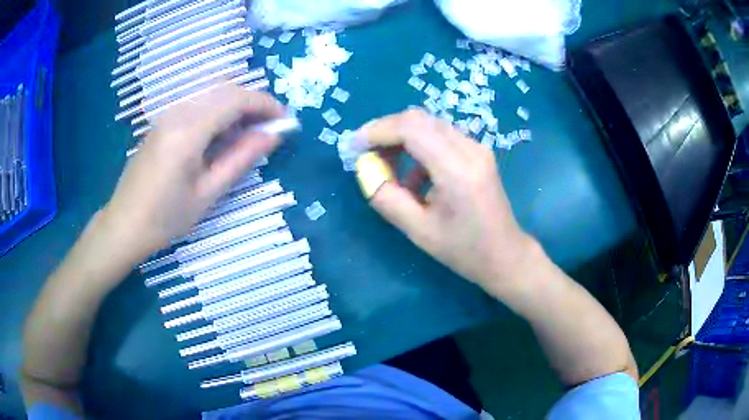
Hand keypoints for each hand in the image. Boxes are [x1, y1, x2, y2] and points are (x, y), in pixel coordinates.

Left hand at [102, 84, 284, 263]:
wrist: (124, 225)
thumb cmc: (165, 219)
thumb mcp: (207, 194)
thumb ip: (241, 159)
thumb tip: (273, 135)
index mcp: (187, 132)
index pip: (235, 99)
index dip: (265, 104)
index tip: (285, 120)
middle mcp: (177, 113)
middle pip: (225, 89)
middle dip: (253, 102)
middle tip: (269, 129)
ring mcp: (167, 115)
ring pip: (211, 94)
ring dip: (236, 105)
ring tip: (247, 134)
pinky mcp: (163, 122)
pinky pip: (197, 104)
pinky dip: (218, 111)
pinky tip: (220, 136)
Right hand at [356, 109, 533, 293]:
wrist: (505, 255)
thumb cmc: (464, 250)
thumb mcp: (419, 231)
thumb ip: (387, 198)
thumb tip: (366, 172)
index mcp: (457, 170)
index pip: (411, 128)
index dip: (378, 131)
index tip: (354, 146)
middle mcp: (470, 149)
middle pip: (419, 119)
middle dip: (386, 132)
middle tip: (367, 156)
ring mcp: (477, 147)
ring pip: (429, 125)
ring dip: (401, 139)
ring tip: (387, 168)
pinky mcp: (477, 152)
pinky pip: (440, 137)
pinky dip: (418, 148)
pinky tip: (414, 177)